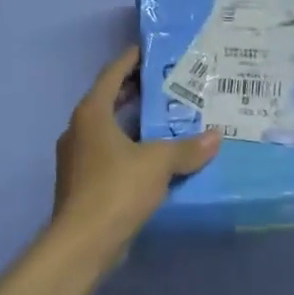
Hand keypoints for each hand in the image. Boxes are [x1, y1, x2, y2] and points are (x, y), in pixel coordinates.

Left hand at [53, 47, 219, 249]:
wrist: (82, 243)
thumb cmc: (117, 189)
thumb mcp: (158, 163)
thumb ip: (187, 148)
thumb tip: (215, 137)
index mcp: (91, 114)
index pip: (112, 74)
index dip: (131, 60)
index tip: (151, 51)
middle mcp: (79, 130)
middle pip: (109, 100)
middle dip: (136, 91)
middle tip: (168, 84)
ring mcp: (77, 159)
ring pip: (108, 130)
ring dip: (133, 122)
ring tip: (166, 118)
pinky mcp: (82, 184)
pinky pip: (109, 154)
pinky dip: (129, 148)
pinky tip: (154, 157)